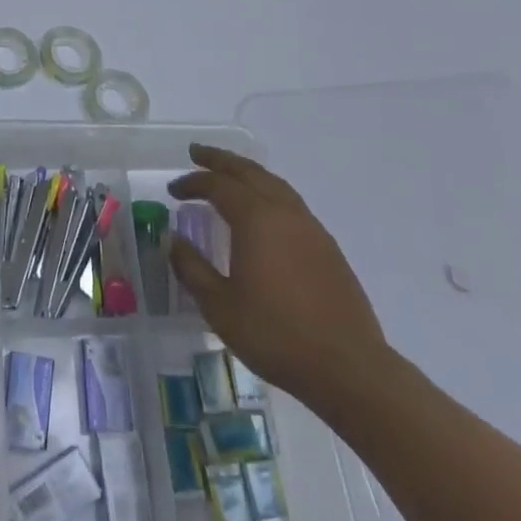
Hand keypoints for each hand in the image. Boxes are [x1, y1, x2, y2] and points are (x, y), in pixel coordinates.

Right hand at [167, 144, 391, 415]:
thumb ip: (191, 267)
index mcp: (256, 219)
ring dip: (247, 173)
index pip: (218, 185)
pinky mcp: (327, 247)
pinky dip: (268, 191)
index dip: (193, 183)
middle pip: (249, 172)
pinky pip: (291, 202)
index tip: (173, 190)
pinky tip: (263, 210)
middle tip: (197, 153)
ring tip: (229, 174)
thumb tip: (172, 238)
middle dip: (221, 160)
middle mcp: (284, 213)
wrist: (348, 367)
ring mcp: (310, 228)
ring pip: (274, 183)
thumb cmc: (275, 334)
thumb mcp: (220, 306)